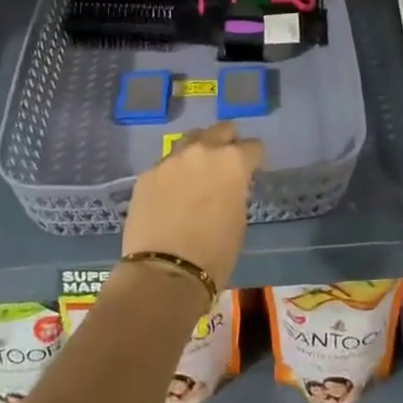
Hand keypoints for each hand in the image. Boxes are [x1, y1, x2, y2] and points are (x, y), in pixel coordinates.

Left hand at [122, 123, 264, 287]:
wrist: (165, 271)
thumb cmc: (215, 252)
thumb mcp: (238, 218)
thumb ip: (236, 189)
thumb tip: (229, 184)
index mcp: (233, 161)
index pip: (253, 146)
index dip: (254, 159)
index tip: (252, 170)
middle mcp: (203, 151)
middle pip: (221, 130)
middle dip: (227, 142)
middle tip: (225, 163)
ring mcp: (172, 159)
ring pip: (190, 140)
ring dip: (198, 150)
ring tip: (196, 172)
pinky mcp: (148, 173)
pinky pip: (166, 163)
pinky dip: (174, 172)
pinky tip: (171, 192)